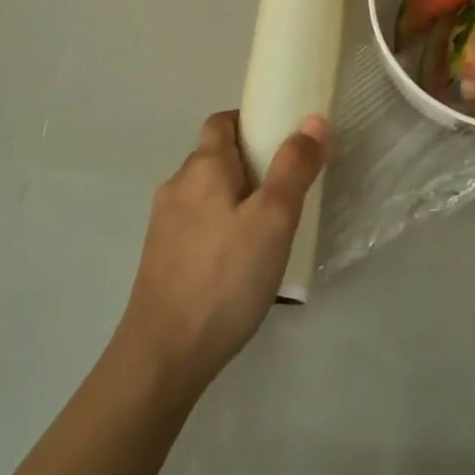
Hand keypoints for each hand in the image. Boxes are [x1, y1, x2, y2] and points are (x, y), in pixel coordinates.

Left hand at [116, 110, 327, 394]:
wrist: (164, 354)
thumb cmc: (225, 276)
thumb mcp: (273, 218)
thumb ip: (294, 167)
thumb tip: (312, 120)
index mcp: (202, 166)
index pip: (222, 121)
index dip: (251, 122)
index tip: (283, 141)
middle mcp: (177, 185)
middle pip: (215, 156)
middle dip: (250, 163)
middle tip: (287, 189)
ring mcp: (164, 223)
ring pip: (206, 193)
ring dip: (235, 198)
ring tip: (268, 229)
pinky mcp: (161, 257)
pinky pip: (197, 225)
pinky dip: (220, 227)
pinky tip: (240, 261)